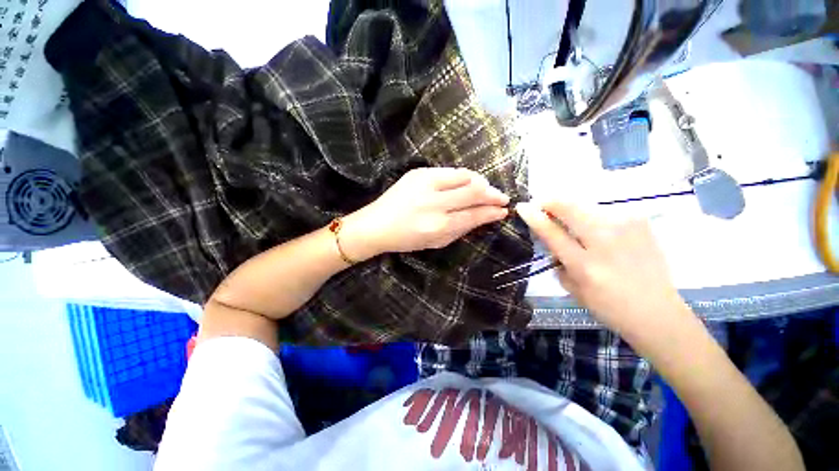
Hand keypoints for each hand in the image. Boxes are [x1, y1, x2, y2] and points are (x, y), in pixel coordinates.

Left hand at [341, 168, 509, 259]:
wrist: (376, 224)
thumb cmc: (406, 239)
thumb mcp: (436, 242)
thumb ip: (462, 229)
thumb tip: (485, 216)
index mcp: (438, 225)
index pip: (474, 214)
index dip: (492, 212)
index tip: (504, 211)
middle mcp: (434, 203)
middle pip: (473, 192)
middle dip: (492, 194)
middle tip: (501, 198)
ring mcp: (426, 184)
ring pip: (465, 176)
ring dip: (481, 182)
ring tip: (487, 189)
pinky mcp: (419, 172)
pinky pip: (451, 171)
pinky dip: (464, 176)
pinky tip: (469, 182)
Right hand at [516, 201, 689, 343]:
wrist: (657, 311)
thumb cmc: (608, 306)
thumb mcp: (572, 288)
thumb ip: (557, 259)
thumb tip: (549, 235)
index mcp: (585, 265)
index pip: (552, 232)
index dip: (534, 216)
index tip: (522, 206)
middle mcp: (606, 241)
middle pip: (570, 208)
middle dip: (551, 202)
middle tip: (543, 205)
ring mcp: (626, 227)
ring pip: (586, 205)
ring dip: (572, 210)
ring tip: (572, 223)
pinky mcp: (640, 221)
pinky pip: (605, 210)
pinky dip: (593, 216)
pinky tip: (597, 229)